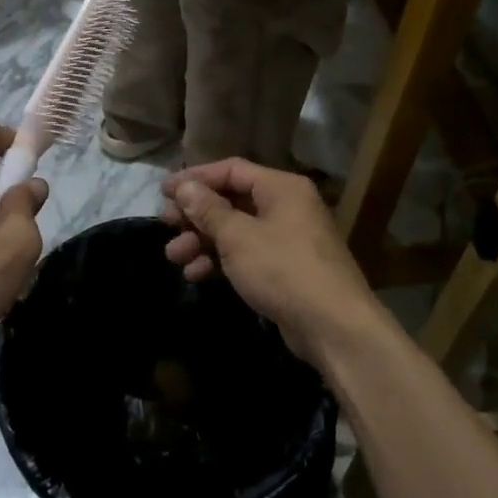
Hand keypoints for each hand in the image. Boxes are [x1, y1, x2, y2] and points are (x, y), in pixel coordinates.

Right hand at [161, 159, 389, 373]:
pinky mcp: (285, 269)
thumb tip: (184, 187)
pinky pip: (246, 254)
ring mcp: (287, 239)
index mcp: (281, 187)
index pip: (231, 170)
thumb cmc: (283, 269)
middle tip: (166, 225)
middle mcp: (286, 206)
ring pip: (235, 230)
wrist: (334, 327)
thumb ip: (208, 210)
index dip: (195, 178)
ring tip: (174, 256)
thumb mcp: (238, 237)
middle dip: (195, 214)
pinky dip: (220, 260)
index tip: (163, 191)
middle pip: (231, 200)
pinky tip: (196, 275)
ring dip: (202, 240)